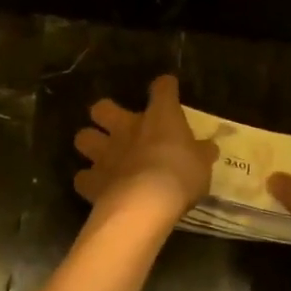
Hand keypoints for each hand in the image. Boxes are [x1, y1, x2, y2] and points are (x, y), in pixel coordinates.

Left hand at [73, 75, 216, 216]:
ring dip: (90, 144)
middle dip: (105, 114)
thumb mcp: (202, 165)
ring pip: (83, 137)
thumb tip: (208, 147)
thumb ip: (201, 153)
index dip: (165, 87)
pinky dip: (88, 181)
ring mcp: (105, 153)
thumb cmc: (181, 175)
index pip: (162, 89)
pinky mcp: (92, 180)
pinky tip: (99, 187)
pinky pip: (82, 178)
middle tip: (118, 126)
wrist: (146, 203)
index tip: (168, 88)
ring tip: (101, 156)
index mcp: (159, 117)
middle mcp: (126, 128)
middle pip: (102, 107)